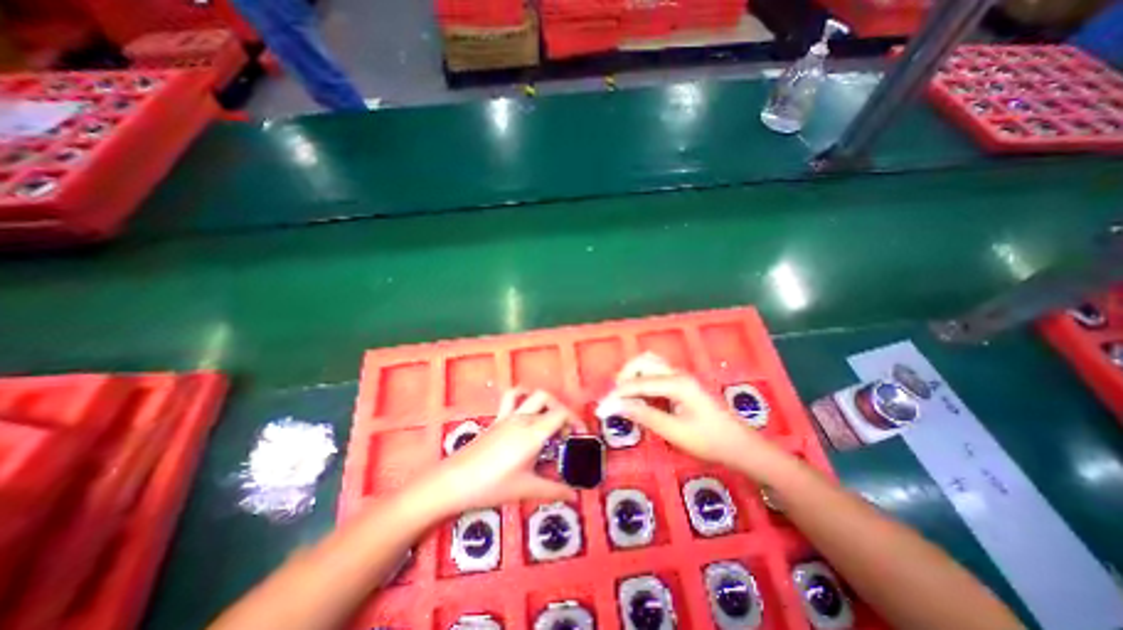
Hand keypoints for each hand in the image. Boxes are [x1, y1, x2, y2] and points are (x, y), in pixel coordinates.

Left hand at [415, 388, 583, 515]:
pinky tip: (526, 407)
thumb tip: (574, 497)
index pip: (562, 415)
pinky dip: (523, 395)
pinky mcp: (498, 418)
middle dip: (564, 412)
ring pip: (534, 395)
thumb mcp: (526, 489)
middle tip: (565, 434)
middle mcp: (523, 418)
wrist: (454, 481)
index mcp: (533, 433)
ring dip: (547, 402)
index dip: (576, 422)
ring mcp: (509, 415)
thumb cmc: (492, 486)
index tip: (581, 436)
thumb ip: (553, 490)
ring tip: (550, 419)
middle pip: (551, 402)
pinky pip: (512, 397)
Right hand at [611, 375, 781, 476]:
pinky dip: (642, 379)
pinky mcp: (682, 384)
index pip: (638, 383)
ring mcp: (681, 377)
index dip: (618, 394)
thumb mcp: (674, 432)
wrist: (740, 446)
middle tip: (615, 398)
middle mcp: (677, 374)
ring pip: (650, 364)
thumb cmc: (709, 441)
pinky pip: (656, 373)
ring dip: (633, 375)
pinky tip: (640, 396)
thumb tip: (616, 406)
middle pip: (643, 362)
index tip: (601, 407)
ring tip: (624, 395)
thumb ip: (644, 415)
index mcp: (676, 383)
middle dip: (624, 376)